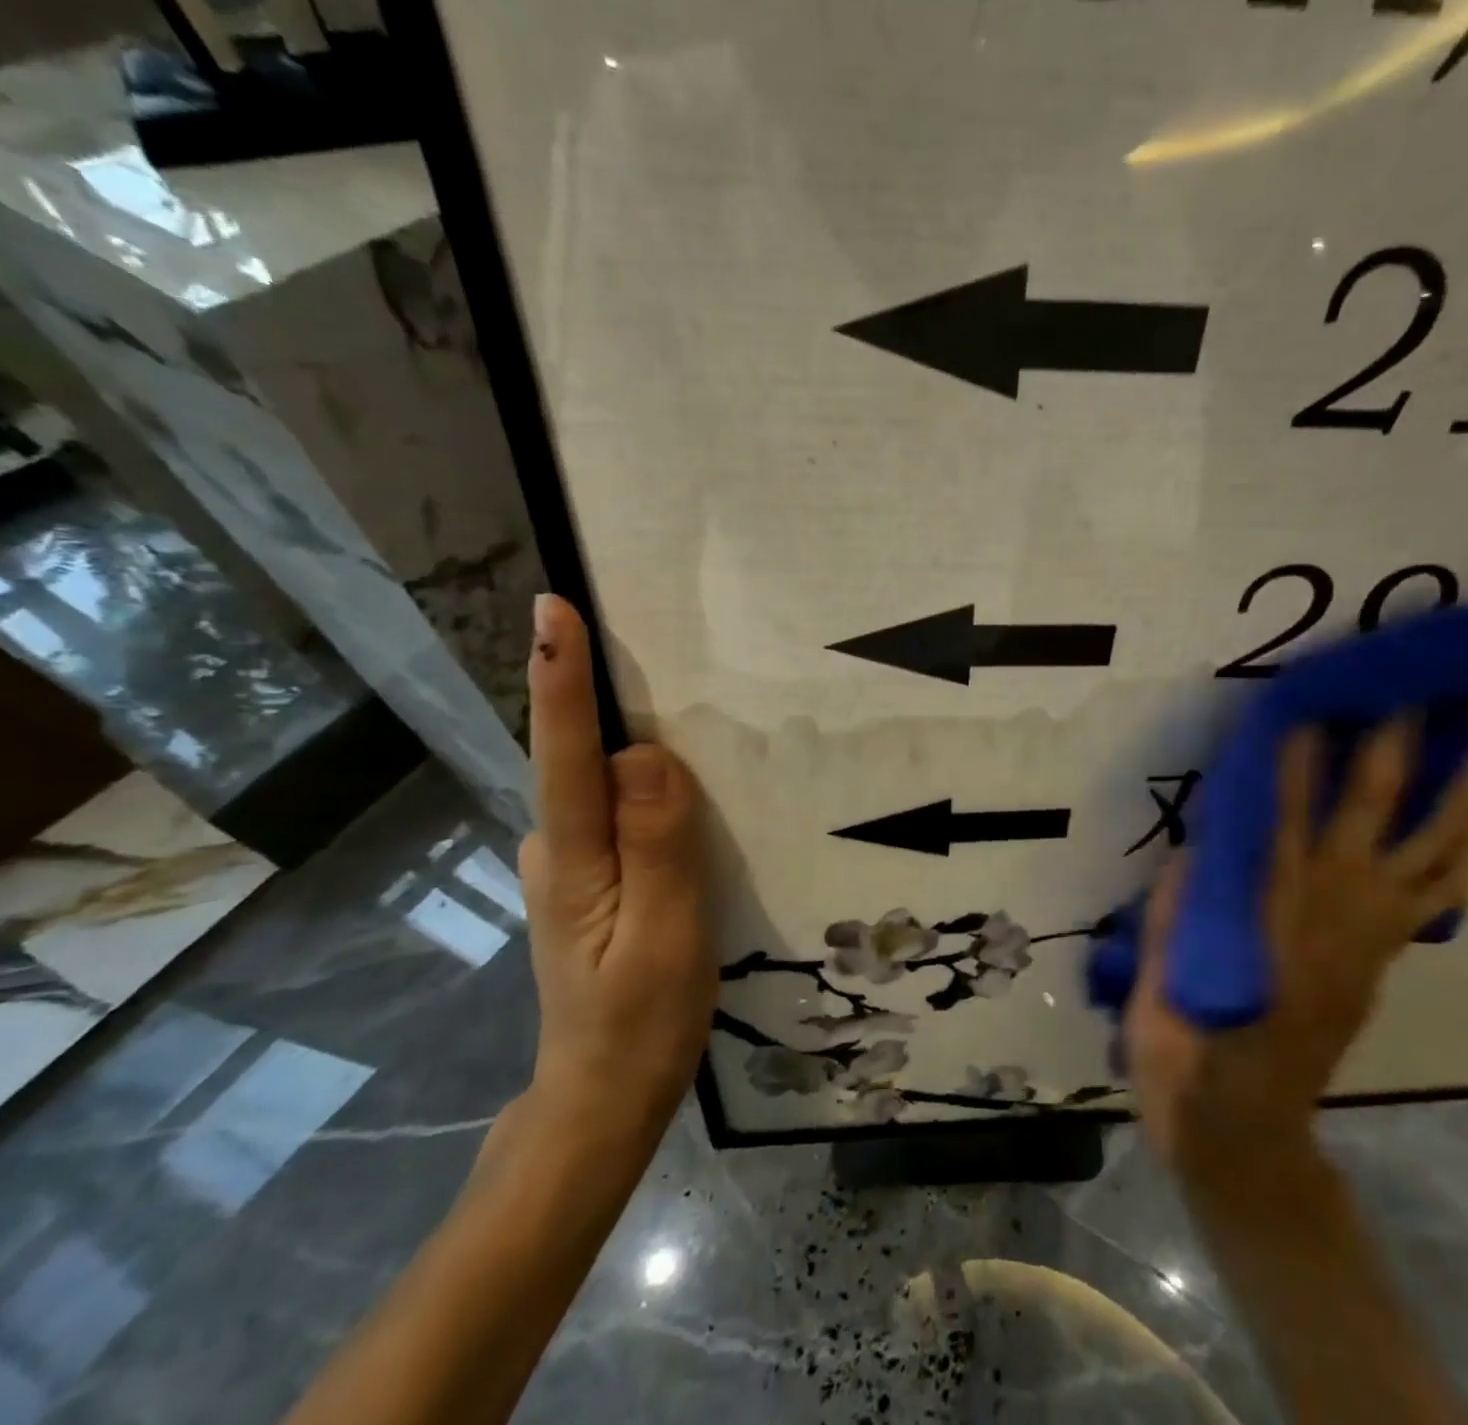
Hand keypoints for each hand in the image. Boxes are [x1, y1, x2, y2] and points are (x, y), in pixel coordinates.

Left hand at [514, 594, 713, 1156]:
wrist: (604, 1097)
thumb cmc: (642, 1022)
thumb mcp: (665, 938)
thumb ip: (657, 845)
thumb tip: (644, 754)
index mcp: (574, 859)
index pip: (566, 755)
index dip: (560, 680)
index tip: (553, 609)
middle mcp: (557, 849)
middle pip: (578, 756)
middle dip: (596, 690)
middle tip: (636, 633)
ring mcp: (569, 865)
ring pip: (599, 783)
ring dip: (625, 737)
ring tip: (672, 695)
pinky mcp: (591, 877)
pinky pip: (614, 810)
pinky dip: (638, 783)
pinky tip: (674, 781)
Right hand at [1124, 721, 1467, 1207]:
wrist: (1246, 1127)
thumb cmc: (1189, 1047)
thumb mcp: (1162, 979)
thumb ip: (1180, 908)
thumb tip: (1201, 843)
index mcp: (1268, 915)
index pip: (1284, 818)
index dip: (1298, 759)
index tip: (1311, 701)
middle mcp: (1330, 913)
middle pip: (1370, 816)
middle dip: (1393, 748)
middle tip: (1414, 690)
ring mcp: (1369, 936)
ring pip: (1427, 852)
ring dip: (1452, 791)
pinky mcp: (1383, 957)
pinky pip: (1438, 897)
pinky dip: (1461, 854)